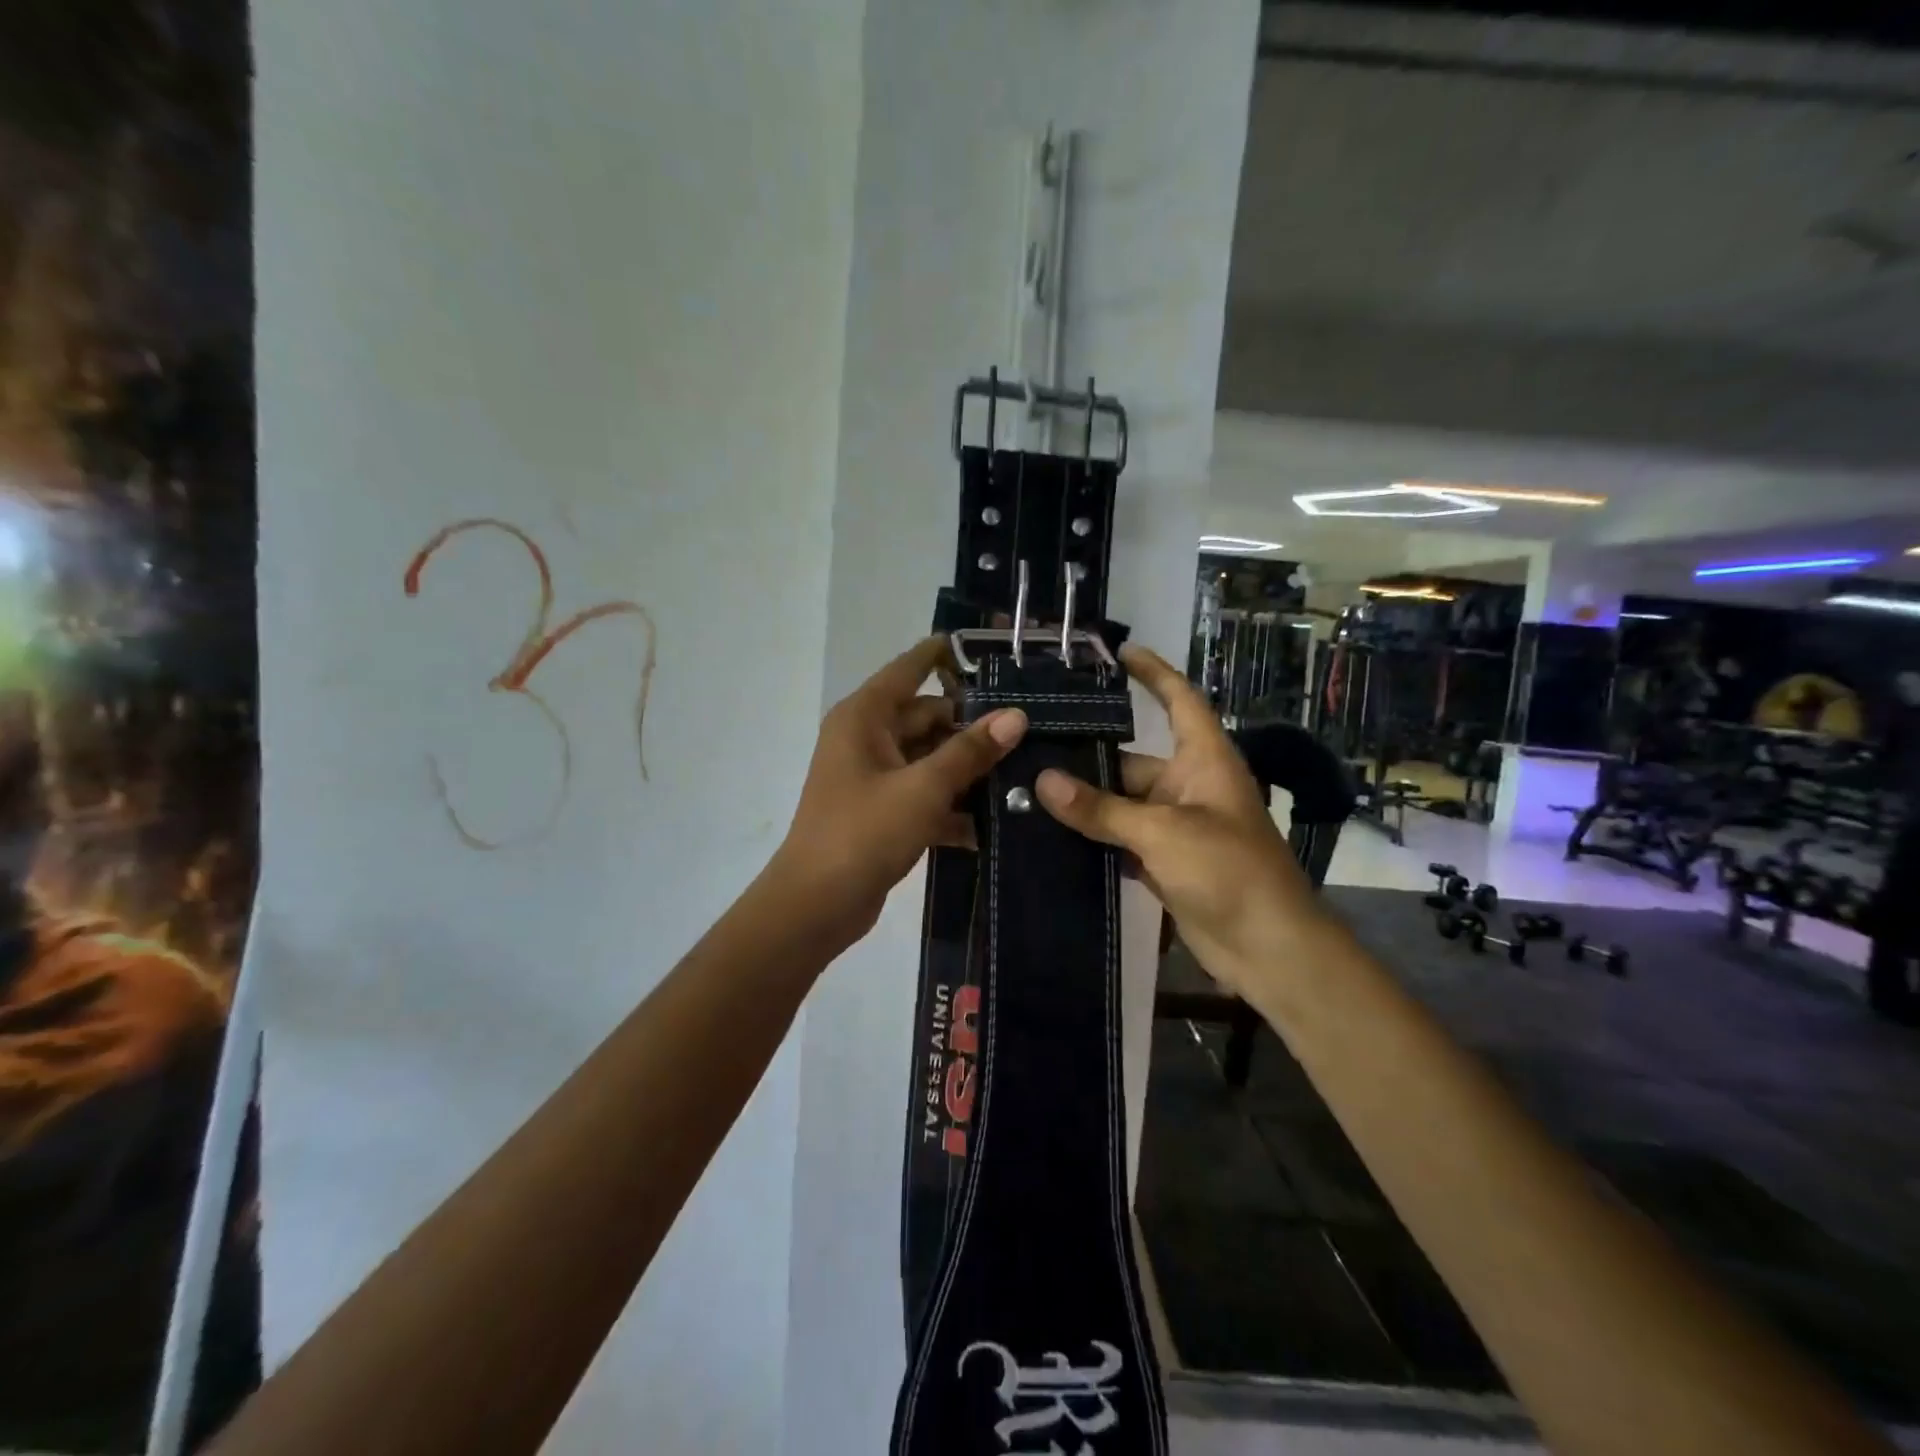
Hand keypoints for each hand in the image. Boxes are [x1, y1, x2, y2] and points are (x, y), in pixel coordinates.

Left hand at [771, 637, 1027, 949]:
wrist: (816, 905)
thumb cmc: (863, 833)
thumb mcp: (923, 789)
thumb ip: (970, 751)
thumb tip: (1016, 716)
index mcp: (865, 717)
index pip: (910, 668)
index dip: (946, 655)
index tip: (992, 650)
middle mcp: (867, 738)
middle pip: (928, 717)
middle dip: (973, 726)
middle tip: (1030, 731)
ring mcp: (875, 776)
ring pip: (930, 758)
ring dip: (968, 769)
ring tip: (1024, 773)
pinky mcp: (883, 811)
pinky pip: (925, 794)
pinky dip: (952, 805)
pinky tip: (993, 823)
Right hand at [1033, 643, 1320, 992]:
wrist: (1269, 949)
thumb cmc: (1229, 871)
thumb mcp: (1163, 833)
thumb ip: (1101, 810)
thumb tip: (1042, 782)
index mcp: (1203, 761)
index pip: (1179, 701)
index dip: (1153, 673)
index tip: (1119, 652)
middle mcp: (1188, 786)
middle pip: (1130, 761)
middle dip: (1086, 757)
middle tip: (1028, 747)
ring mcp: (1175, 827)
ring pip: (1120, 804)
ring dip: (1083, 803)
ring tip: (1025, 788)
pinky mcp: (1163, 862)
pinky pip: (1120, 839)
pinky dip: (1092, 837)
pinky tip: (1048, 835)